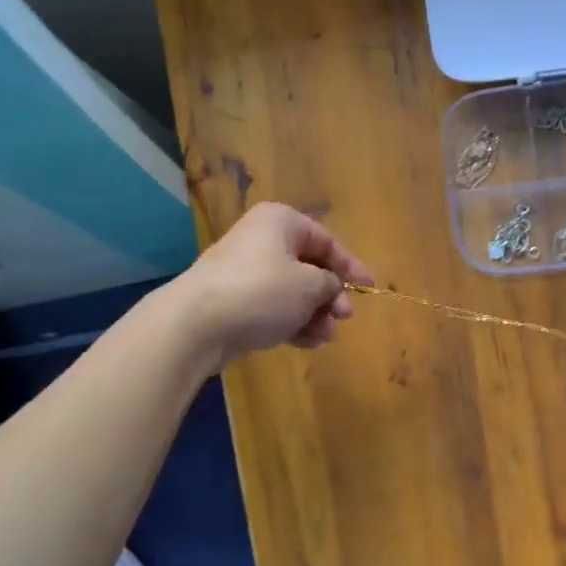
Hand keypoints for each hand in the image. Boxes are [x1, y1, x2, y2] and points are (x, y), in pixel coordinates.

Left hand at [172, 203, 372, 370]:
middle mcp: (262, 241)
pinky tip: (309, 342)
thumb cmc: (262, 292)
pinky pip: (273, 309)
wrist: (196, 324)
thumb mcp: (309, 285)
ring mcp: (246, 273)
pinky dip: (293, 323)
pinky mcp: (235, 302)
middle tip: (344, 316)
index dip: (350, 265)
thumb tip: (331, 287)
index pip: (326, 240)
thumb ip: (330, 284)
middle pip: (308, 266)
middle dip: (330, 295)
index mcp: (280, 222)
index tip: (369, 287)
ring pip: (292, 291)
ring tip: (327, 336)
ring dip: (315, 314)